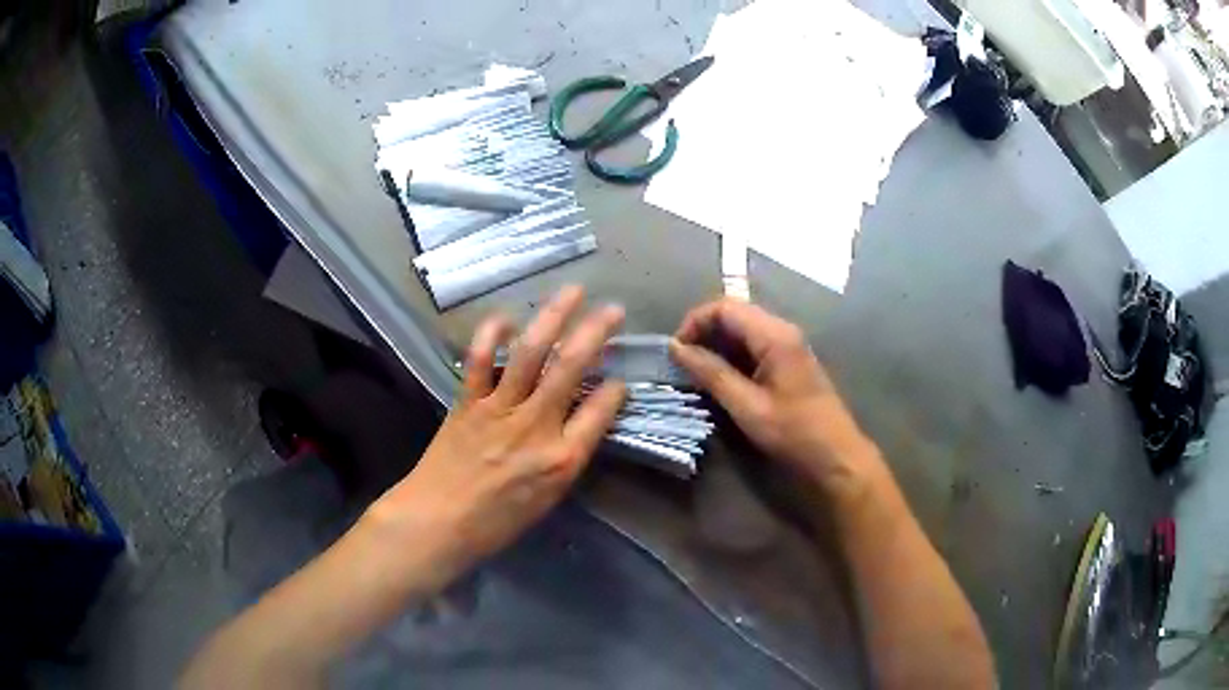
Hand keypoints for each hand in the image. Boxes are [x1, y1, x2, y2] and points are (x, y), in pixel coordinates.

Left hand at [368, 286, 625, 591]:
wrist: (440, 521)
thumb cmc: (498, 521)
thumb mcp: (550, 498)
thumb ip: (569, 455)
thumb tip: (582, 420)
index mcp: (562, 457)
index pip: (603, 409)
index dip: (617, 388)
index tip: (621, 378)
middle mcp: (536, 425)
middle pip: (572, 366)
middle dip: (597, 332)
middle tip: (614, 309)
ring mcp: (499, 408)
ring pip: (532, 352)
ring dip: (554, 316)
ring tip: (573, 291)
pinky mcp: (468, 401)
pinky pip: (481, 359)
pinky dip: (493, 334)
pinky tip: (507, 319)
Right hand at [670, 299, 875, 497]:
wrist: (835, 455)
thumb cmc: (793, 432)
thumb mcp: (747, 406)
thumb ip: (711, 373)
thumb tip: (676, 348)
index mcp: (774, 335)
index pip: (724, 307)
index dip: (694, 322)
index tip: (675, 352)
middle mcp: (782, 330)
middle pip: (733, 313)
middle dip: (703, 332)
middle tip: (682, 363)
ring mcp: (787, 344)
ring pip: (742, 329)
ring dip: (716, 345)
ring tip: (695, 372)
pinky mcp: (788, 360)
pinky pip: (753, 345)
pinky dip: (732, 355)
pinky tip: (720, 378)